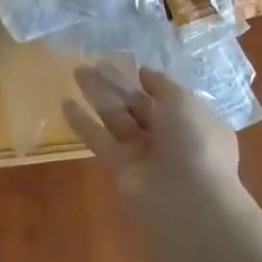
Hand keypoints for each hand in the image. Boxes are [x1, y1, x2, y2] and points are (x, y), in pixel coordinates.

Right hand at [62, 63, 239, 199]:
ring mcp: (143, 153)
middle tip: (93, 63)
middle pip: (137, 105)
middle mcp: (167, 135)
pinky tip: (66, 104)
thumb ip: (162, 86)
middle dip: (117, 84)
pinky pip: (100, 140)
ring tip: (77, 72)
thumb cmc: (195, 143)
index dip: (144, 79)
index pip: (164, 95)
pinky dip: (84, 124)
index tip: (123, 61)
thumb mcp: (184, 102)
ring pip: (116, 118)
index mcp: (190, 119)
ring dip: (98, 96)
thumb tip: (145, 73)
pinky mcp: (120, 168)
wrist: (190, 200)